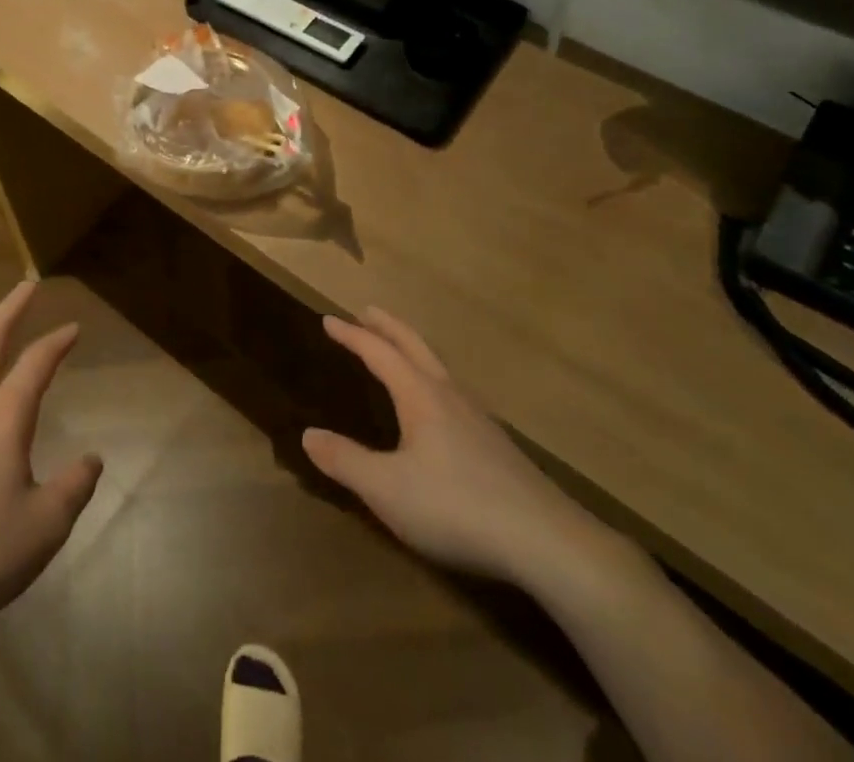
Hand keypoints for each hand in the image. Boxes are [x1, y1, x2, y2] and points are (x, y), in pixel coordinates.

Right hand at [302, 308, 616, 592]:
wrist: (546, 540)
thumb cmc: (456, 506)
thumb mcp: (387, 490)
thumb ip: (346, 461)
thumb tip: (308, 434)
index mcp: (420, 395)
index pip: (379, 352)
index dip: (352, 335)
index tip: (328, 319)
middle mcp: (448, 395)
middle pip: (414, 346)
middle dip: (387, 326)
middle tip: (366, 311)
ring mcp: (477, 417)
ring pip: (438, 367)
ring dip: (412, 349)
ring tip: (398, 352)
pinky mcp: (495, 444)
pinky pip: (453, 392)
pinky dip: (432, 378)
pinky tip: (437, 407)